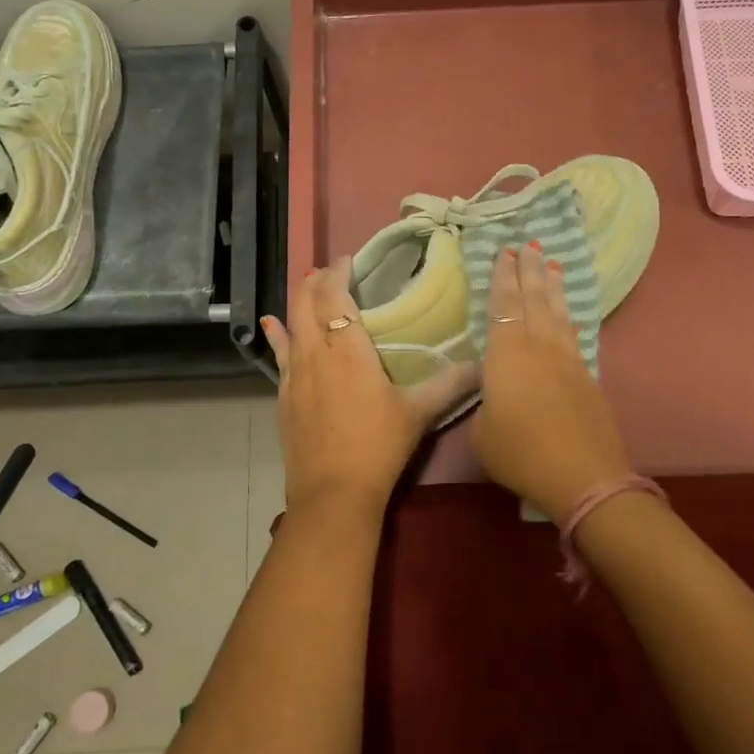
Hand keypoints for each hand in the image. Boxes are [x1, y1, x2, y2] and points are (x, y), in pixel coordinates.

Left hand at [261, 259, 479, 518]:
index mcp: (348, 349)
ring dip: (298, 300)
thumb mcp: (418, 413)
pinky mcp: (283, 395)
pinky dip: (278, 334)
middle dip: (316, 280)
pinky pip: (279, 353)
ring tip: (308, 286)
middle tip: (332, 270)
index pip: (335, 296)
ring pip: (290, 323)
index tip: (349, 260)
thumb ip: (450, 385)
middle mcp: (315, 352)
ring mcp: (294, 374)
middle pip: (306, 302)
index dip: (338, 273)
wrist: (333, 493)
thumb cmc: (378, 447)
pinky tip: (272, 325)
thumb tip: (482, 367)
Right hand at [471, 242, 633, 525]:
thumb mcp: (481, 431)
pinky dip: (568, 315)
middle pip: (534, 298)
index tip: (505, 252)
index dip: (503, 277)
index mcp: (507, 353)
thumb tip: (491, 393)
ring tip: (551, 264)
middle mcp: (539, 346)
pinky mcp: (587, 376)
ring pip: (558, 312)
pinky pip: (573, 333)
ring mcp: (568, 359)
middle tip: (528, 244)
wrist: (583, 474)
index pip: (503, 305)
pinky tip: (566, 314)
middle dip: (529, 270)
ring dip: (552, 286)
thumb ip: (482, 403)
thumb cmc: (520, 452)